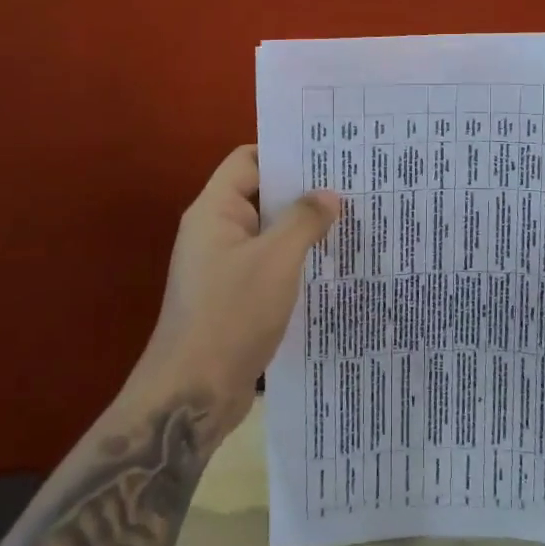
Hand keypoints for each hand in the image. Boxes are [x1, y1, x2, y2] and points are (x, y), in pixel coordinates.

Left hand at [134, 145, 339, 429]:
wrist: (193, 393)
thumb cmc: (231, 314)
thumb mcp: (276, 261)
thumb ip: (304, 220)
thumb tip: (329, 194)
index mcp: (214, 211)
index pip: (248, 160)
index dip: (285, 152)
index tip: (328, 154)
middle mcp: (215, 232)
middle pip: (260, 196)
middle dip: (303, 191)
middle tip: (352, 185)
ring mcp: (223, 266)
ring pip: (268, 234)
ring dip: (302, 229)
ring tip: (351, 221)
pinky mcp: (233, 297)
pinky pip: (268, 265)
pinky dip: (295, 261)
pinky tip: (331, 266)